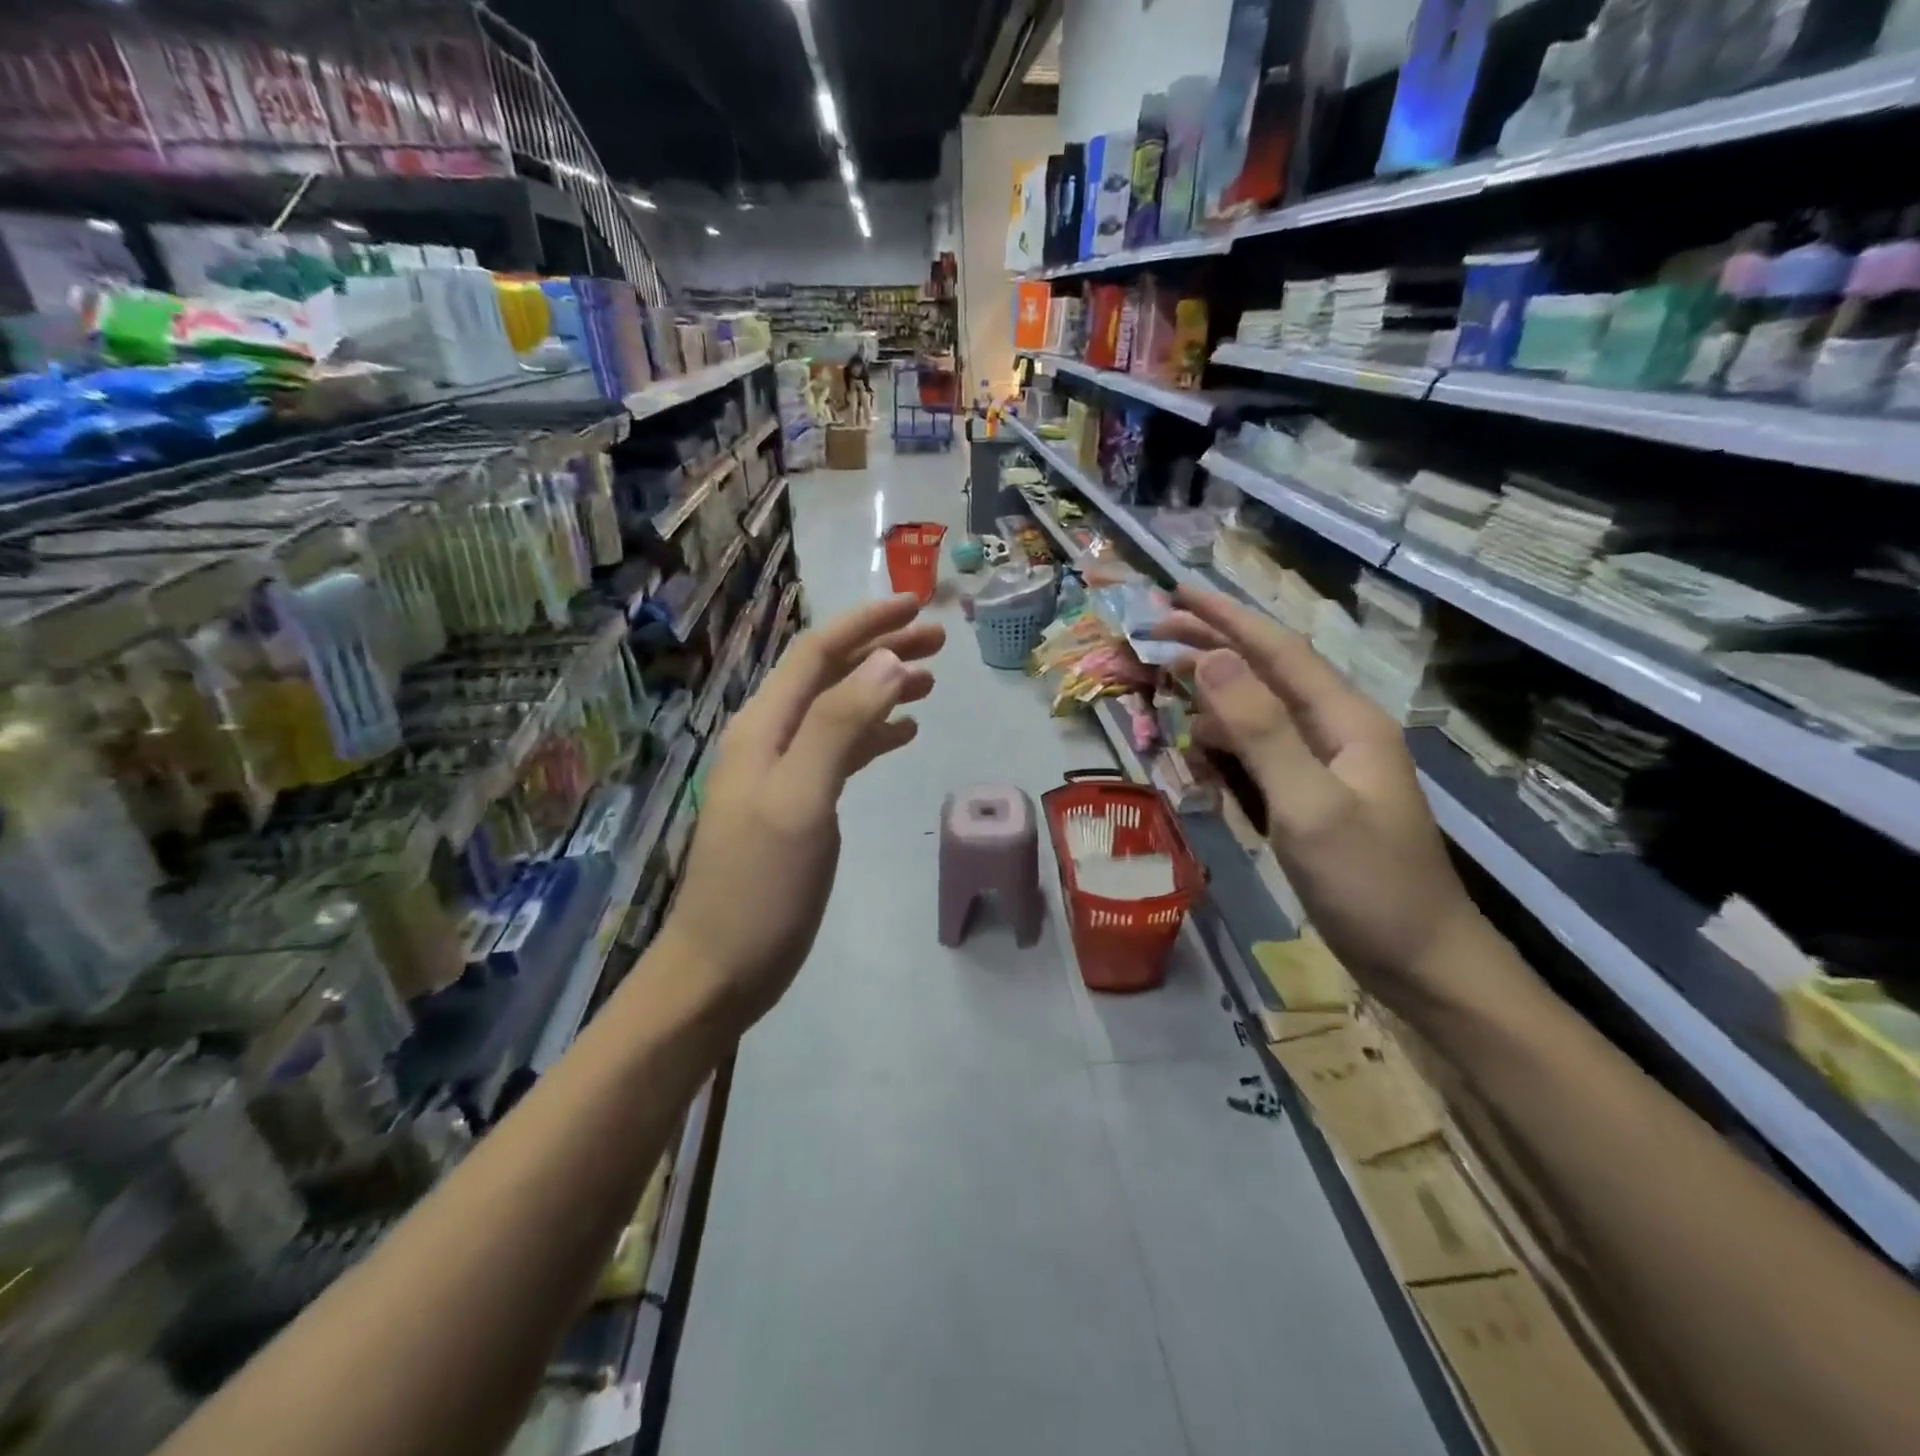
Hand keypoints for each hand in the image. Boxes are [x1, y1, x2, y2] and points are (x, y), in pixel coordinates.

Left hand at [660, 595, 943, 1029]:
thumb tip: (888, 662)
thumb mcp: (801, 801)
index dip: (866, 625)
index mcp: (764, 728)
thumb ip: (840, 727)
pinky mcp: (798, 805)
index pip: (817, 655)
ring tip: (931, 682)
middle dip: (881, 651)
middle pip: (830, 676)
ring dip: (882, 690)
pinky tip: (904, 735)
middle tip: (939, 641)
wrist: (721, 966)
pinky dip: (873, 734)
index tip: (918, 607)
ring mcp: (783, 773)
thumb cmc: (761, 887)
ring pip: (839, 712)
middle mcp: (770, 739)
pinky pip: (840, 751)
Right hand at [1156, 588, 1484, 1001]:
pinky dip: (1226, 745)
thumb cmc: (1368, 883)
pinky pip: (1261, 753)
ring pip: (1259, 713)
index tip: (1175, 592)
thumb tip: (1211, 661)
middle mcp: (1337, 731)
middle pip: (1267, 673)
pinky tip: (1202, 752)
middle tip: (1153, 636)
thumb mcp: (1308, 805)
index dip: (1225, 618)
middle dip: (1211, 649)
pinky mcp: (1313, 796)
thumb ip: (1261, 730)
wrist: (1422, 961)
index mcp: (1346, 720)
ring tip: (1166, 690)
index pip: (1277, 651)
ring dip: (1214, 699)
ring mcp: (1326, 766)